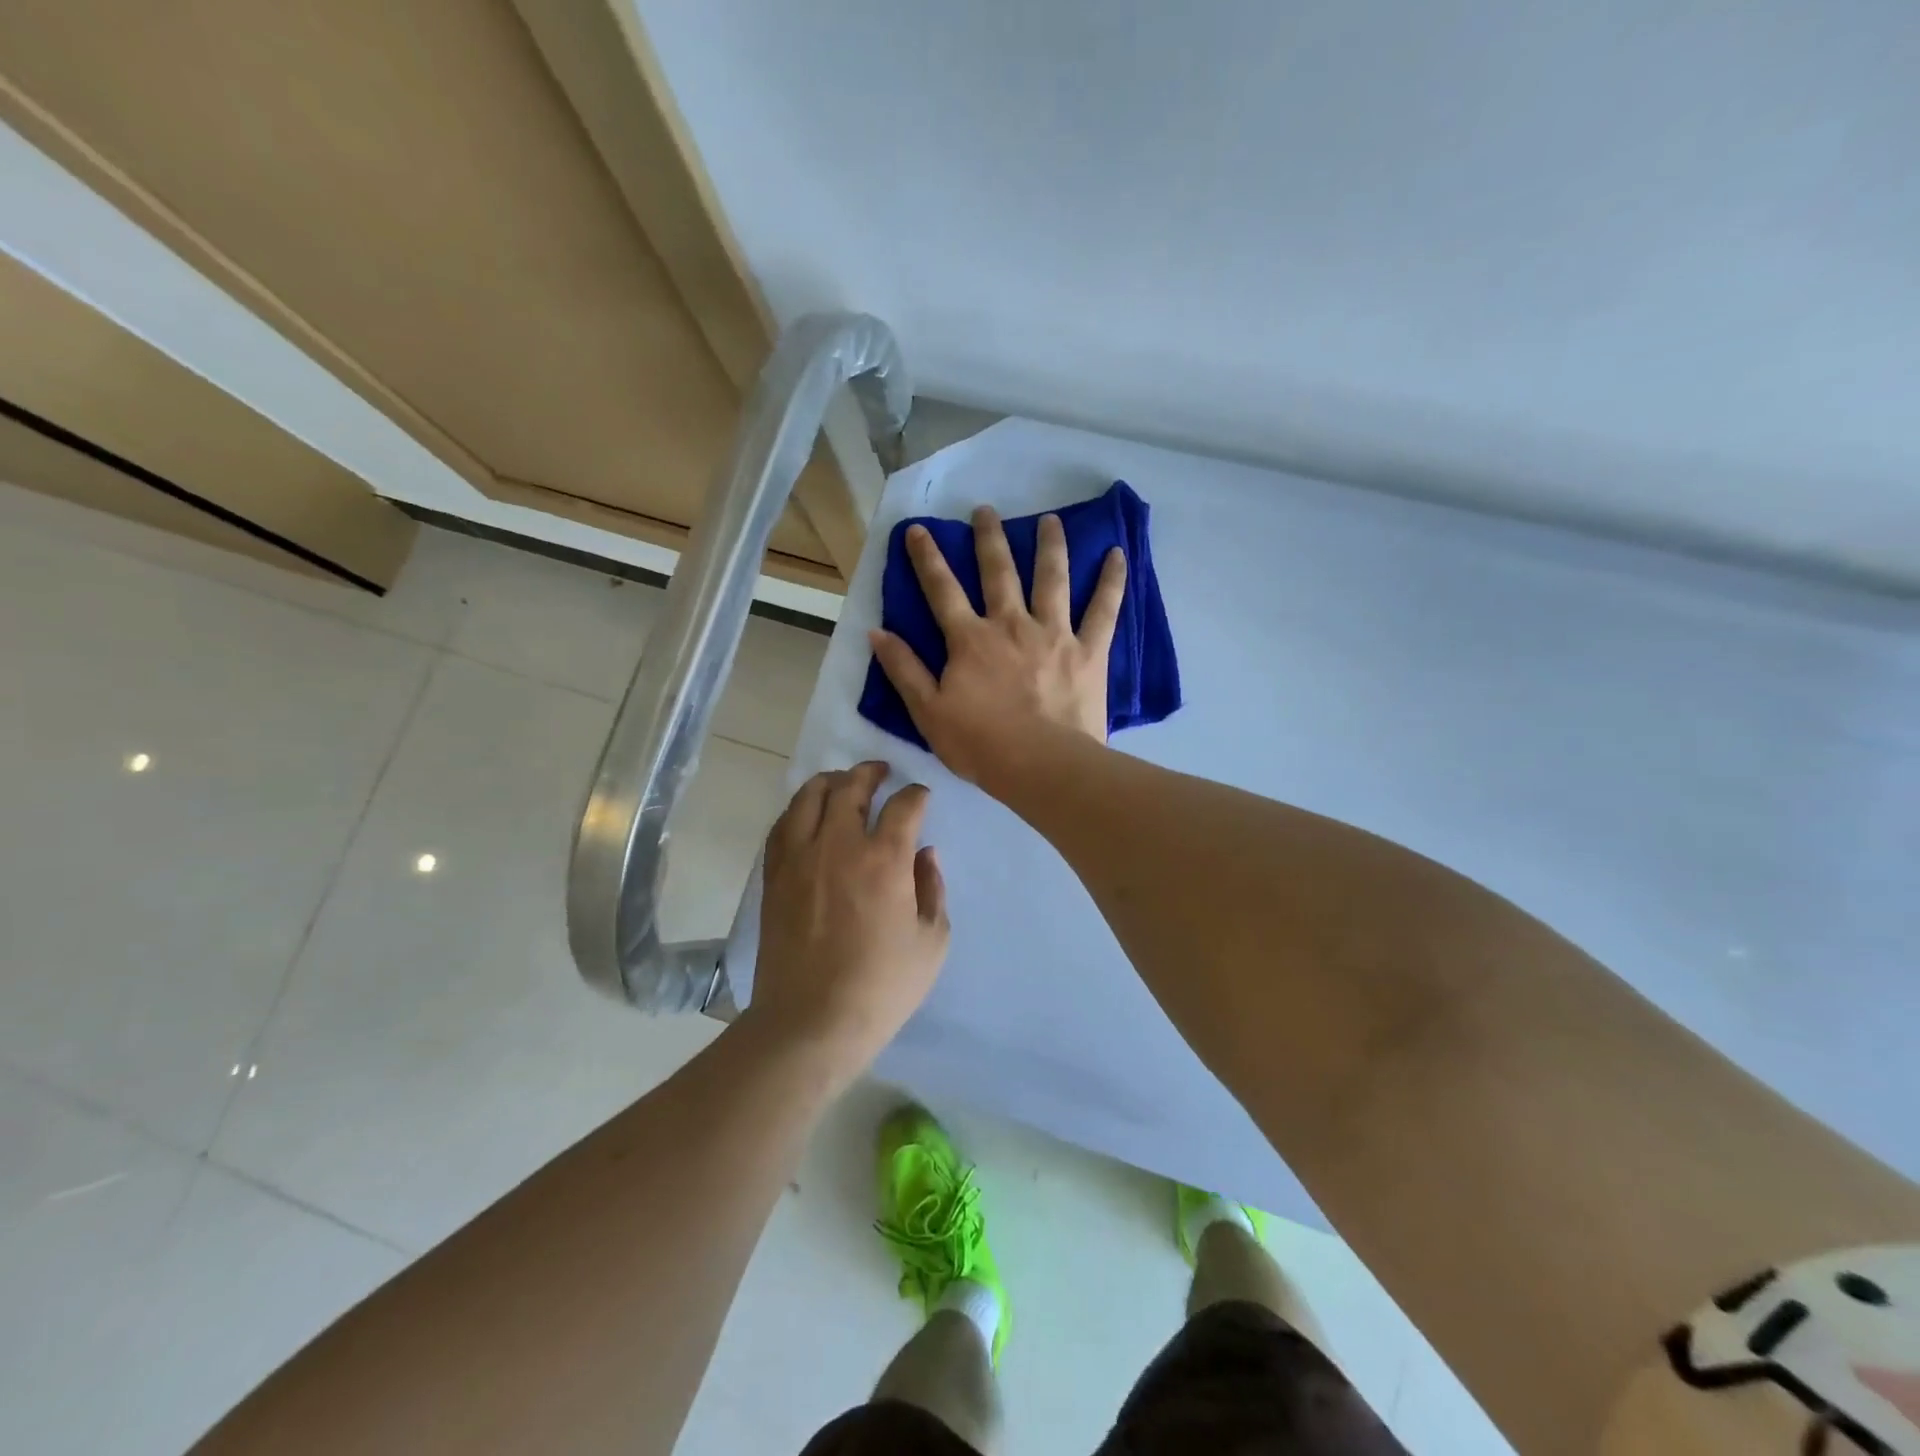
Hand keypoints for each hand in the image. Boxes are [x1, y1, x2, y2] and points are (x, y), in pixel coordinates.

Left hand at [748, 761, 948, 1075]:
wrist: (811, 1021)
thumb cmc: (882, 986)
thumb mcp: (931, 941)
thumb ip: (932, 888)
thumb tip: (925, 854)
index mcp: (884, 859)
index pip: (903, 805)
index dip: (916, 794)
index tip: (921, 797)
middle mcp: (839, 845)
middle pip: (851, 787)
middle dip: (870, 772)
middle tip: (881, 772)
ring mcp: (800, 858)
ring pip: (809, 796)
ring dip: (830, 781)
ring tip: (842, 782)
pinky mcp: (775, 875)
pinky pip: (783, 825)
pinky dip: (799, 809)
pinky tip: (808, 814)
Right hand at [869, 506, 1125, 789]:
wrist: (1041, 767)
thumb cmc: (981, 745)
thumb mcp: (928, 713)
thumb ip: (904, 670)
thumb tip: (876, 632)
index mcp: (970, 640)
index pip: (942, 590)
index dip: (927, 558)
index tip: (918, 529)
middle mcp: (1011, 625)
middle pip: (998, 572)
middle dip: (989, 538)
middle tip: (986, 510)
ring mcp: (1054, 633)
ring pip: (1051, 579)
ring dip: (1049, 545)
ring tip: (1050, 519)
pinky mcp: (1089, 650)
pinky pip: (1103, 609)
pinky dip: (1112, 581)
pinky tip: (1117, 554)